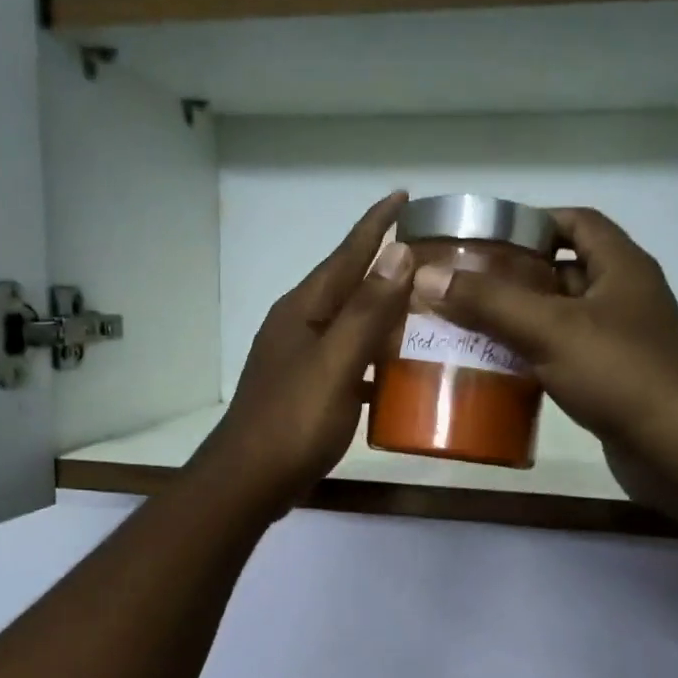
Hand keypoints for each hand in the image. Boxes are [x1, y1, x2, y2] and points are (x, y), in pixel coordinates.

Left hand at [194, 194, 413, 515]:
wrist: (249, 481)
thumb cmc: (293, 421)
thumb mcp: (335, 363)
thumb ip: (367, 311)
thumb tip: (399, 253)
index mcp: (304, 309)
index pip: (347, 254)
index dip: (376, 225)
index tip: (404, 196)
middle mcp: (299, 325)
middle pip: (348, 285)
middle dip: (384, 266)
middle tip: (429, 255)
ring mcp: (300, 358)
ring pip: (350, 323)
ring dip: (382, 312)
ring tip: (422, 307)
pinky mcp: (307, 389)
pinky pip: (348, 358)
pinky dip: (374, 355)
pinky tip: (396, 368)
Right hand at [409, 207, 677, 472]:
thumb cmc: (620, 373)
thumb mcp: (550, 328)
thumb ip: (489, 302)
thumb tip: (427, 277)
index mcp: (620, 266)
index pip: (576, 222)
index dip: (533, 221)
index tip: (486, 236)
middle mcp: (624, 296)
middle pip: (563, 270)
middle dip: (516, 275)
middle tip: (465, 284)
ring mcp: (620, 340)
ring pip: (561, 316)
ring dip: (521, 318)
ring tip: (469, 324)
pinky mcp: (612, 378)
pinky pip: (565, 354)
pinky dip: (534, 355)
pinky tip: (500, 367)